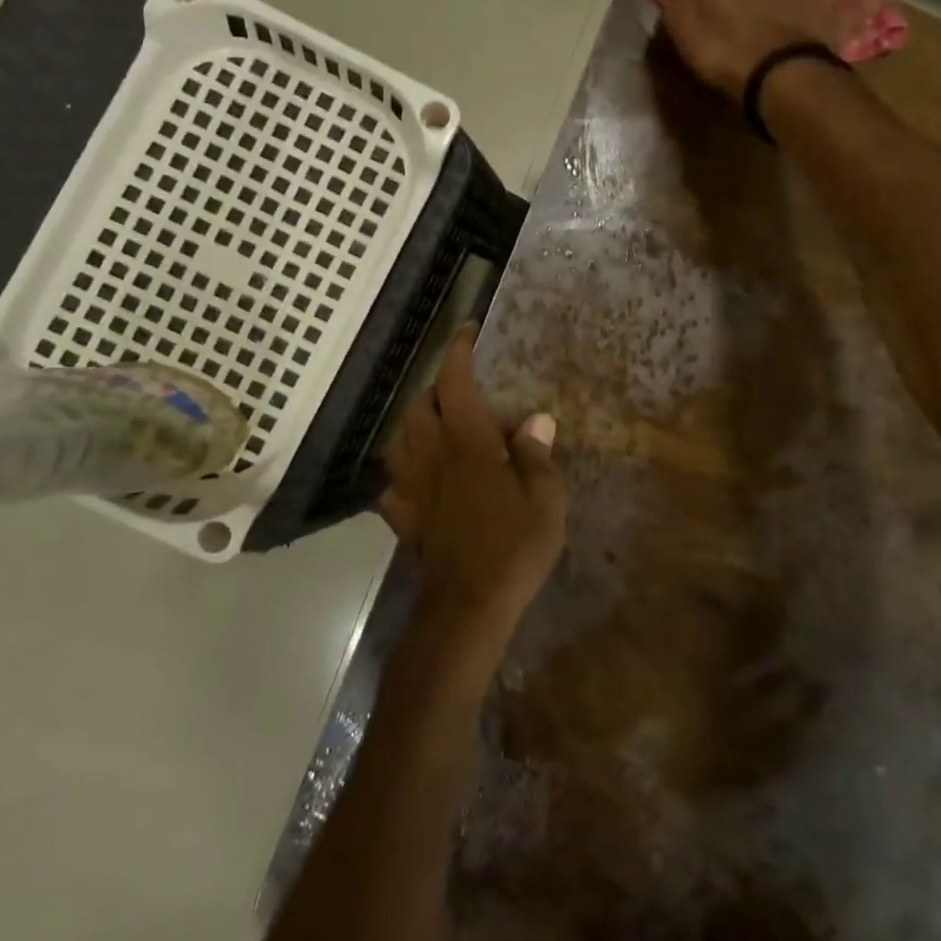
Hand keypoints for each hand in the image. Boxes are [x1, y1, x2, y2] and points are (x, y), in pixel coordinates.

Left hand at [379, 327, 567, 665]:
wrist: (467, 608)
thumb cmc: (513, 550)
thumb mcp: (545, 502)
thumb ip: (537, 456)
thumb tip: (536, 419)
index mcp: (468, 444)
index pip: (455, 383)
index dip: (459, 352)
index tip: (469, 332)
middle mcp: (433, 456)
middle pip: (419, 406)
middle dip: (436, 386)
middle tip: (462, 388)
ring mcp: (413, 488)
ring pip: (400, 439)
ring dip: (415, 422)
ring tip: (438, 424)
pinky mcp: (404, 518)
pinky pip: (394, 483)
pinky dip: (404, 471)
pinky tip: (419, 478)